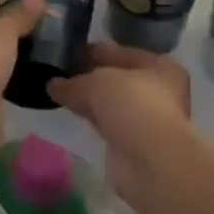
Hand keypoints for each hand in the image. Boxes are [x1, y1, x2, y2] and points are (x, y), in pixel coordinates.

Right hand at [48, 42, 193, 213]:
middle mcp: (160, 91)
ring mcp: (149, 120)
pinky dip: (94, 120)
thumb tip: (53, 84)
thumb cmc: (131, 106)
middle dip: (92, 76)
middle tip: (62, 72)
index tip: (70, 51)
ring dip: (92, 100)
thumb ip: (73, 82)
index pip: (122, 52)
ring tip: (63, 93)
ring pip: (114, 103)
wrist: (151, 162)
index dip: (96, 51)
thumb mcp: (95, 83)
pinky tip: (74, 115)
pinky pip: (110, 124)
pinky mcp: (136, 144)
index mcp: (160, 66)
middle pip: (119, 78)